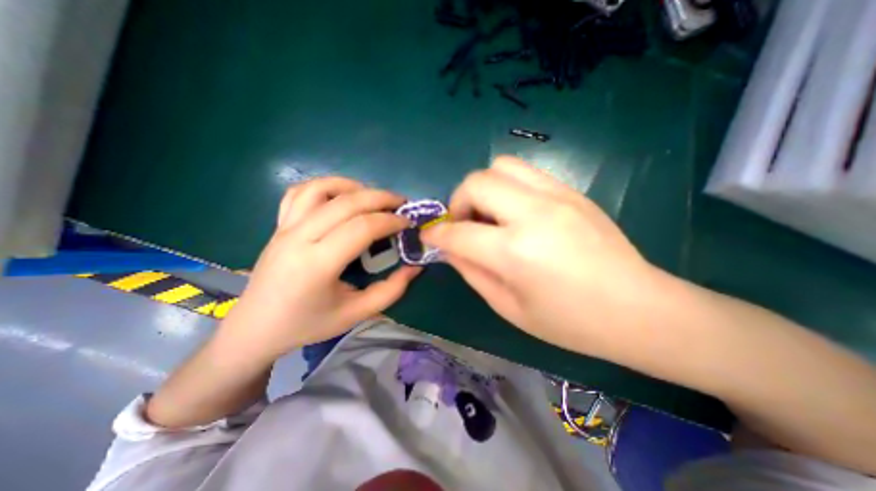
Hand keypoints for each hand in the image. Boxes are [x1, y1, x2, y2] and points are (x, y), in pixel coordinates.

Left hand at [223, 176, 420, 360]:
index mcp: (317, 265)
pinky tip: (342, 195)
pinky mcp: (279, 225)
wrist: (256, 328)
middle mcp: (299, 238)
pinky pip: (300, 192)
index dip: (390, 220)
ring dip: (354, 187)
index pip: (361, 227)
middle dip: (380, 198)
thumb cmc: (308, 324)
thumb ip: (391, 290)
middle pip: (346, 203)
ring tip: (374, 198)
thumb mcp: (356, 314)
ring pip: (321, 189)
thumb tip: (415, 267)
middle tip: (401, 203)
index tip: (407, 223)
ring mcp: (285, 227)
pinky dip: (326, 185)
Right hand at [421, 157, 660, 356]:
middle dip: (458, 202)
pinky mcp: (571, 191)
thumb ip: (472, 272)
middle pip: (476, 183)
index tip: (430, 235)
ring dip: (483, 188)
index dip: (437, 233)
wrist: (638, 309)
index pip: (458, 232)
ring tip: (489, 214)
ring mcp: (556, 196)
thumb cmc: (569, 322)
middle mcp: (532, 214)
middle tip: (464, 224)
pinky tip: (515, 212)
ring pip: (501, 166)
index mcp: (515, 252)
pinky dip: (507, 187)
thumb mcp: (508, 307)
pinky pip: (526, 173)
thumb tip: (450, 249)